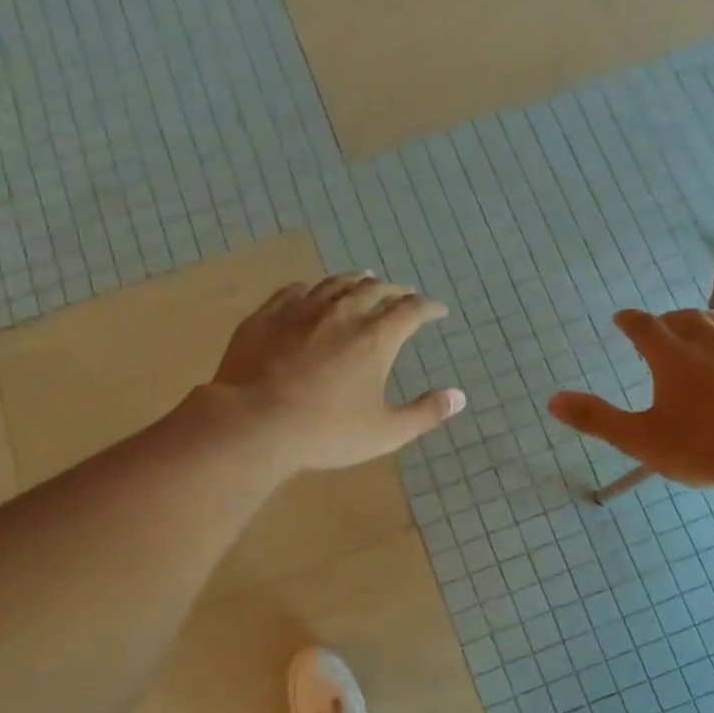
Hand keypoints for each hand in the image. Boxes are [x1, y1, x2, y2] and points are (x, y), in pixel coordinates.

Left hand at [206, 274, 464, 471]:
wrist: (254, 423)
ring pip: (336, 283)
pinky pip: (297, 289)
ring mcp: (302, 309)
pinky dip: (315, 287)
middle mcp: (343, 312)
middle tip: (402, 294)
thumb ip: (425, 413)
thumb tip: (459, 397)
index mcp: (376, 337)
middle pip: (375, 289)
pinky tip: (314, 291)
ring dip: (357, 281)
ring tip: (366, 280)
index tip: (437, 311)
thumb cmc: (326, 432)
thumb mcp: (385, 432)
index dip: (428, 308)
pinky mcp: (269, 314)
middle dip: (394, 290)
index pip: (411, 310)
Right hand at [549, 309, 713, 492]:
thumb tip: (553, 400)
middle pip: (687, 319)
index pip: (644, 327)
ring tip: (706, 333)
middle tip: (663, 328)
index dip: (629, 321)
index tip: (621, 319)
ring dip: (712, 326)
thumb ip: (596, 419)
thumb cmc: (706, 449)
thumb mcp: (641, 440)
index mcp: (674, 357)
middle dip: (670, 321)